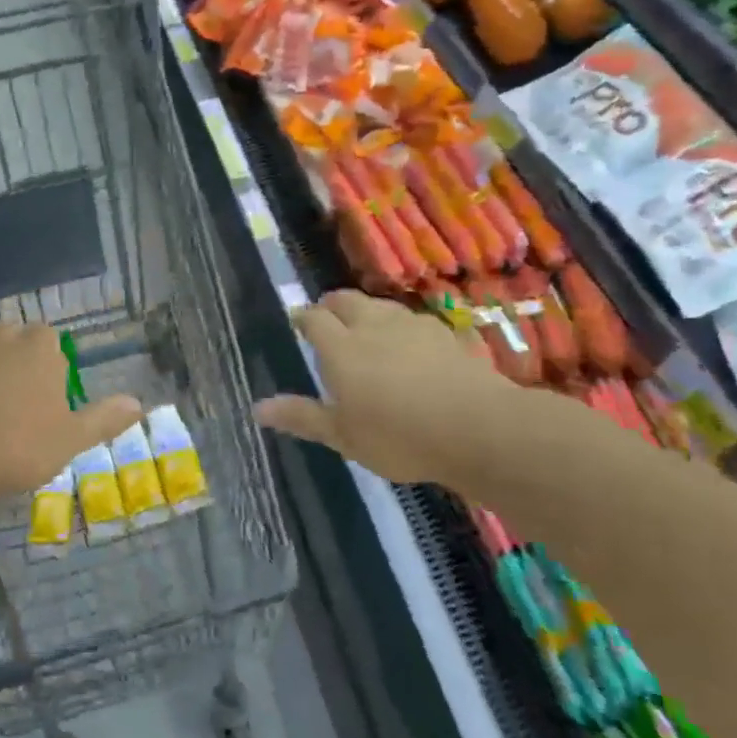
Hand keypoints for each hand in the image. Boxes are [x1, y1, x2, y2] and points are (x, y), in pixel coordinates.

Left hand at [0, 324, 142, 516]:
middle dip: (22, 362)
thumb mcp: (71, 439)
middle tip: (24, 403)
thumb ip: (104, 419)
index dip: (54, 366)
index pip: (52, 340)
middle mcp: (2, 339)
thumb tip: (139, 404)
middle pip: (17, 340)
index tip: (52, 398)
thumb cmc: (19, 447)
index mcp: (40, 348)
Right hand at [254, 290, 519, 483]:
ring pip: (383, 306)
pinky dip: (403, 327)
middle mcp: (374, 327)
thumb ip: (302, 417)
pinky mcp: (448, 335)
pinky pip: (416, 322)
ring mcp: (414, 327)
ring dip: (368, 312)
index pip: (314, 319)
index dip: (303, 317)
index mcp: (341, 349)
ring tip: (366, 328)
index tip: (297, 321)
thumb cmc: (398, 437)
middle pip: (347, 300)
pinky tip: (411, 345)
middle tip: (326, 318)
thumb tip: (258, 408)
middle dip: (332, 305)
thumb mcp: (342, 436)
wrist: (478, 428)